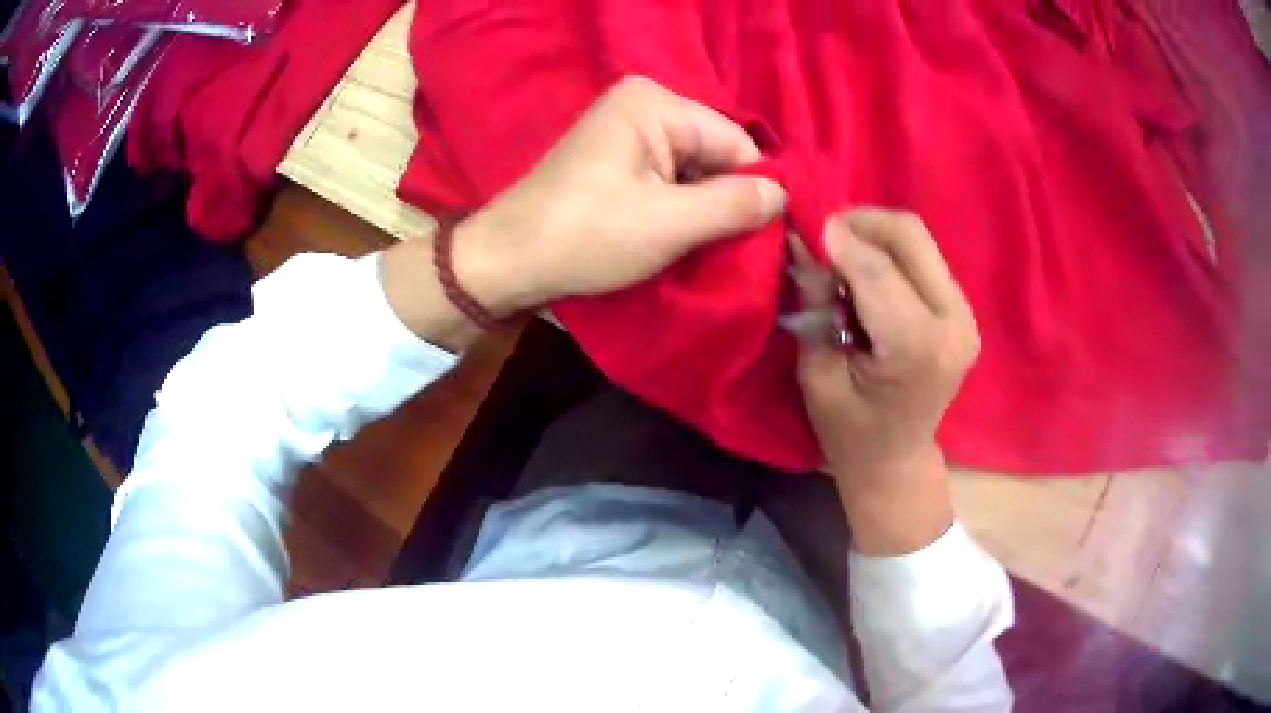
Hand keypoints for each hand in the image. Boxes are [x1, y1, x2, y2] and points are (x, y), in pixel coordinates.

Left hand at [453, 76, 786, 315]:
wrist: (507, 262)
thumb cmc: (584, 236)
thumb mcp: (668, 223)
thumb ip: (733, 206)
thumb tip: (783, 196)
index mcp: (654, 103)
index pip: (735, 142)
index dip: (754, 190)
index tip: (767, 240)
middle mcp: (643, 105)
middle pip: (715, 154)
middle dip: (728, 202)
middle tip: (740, 252)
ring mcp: (626, 132)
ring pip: (694, 172)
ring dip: (705, 211)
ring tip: (709, 250)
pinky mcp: (616, 160)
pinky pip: (669, 181)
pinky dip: (680, 211)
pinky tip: (681, 240)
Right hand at [796, 209, 979, 553]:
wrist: (897, 462)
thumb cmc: (850, 433)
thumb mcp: (818, 375)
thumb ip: (816, 306)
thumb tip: (807, 244)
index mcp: (918, 346)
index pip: (876, 267)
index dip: (836, 241)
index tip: (802, 231)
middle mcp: (954, 321)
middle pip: (909, 235)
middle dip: (859, 223)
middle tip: (823, 237)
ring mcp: (965, 313)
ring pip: (917, 239)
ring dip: (873, 235)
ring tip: (841, 257)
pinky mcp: (962, 309)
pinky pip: (922, 256)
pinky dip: (888, 251)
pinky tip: (866, 272)